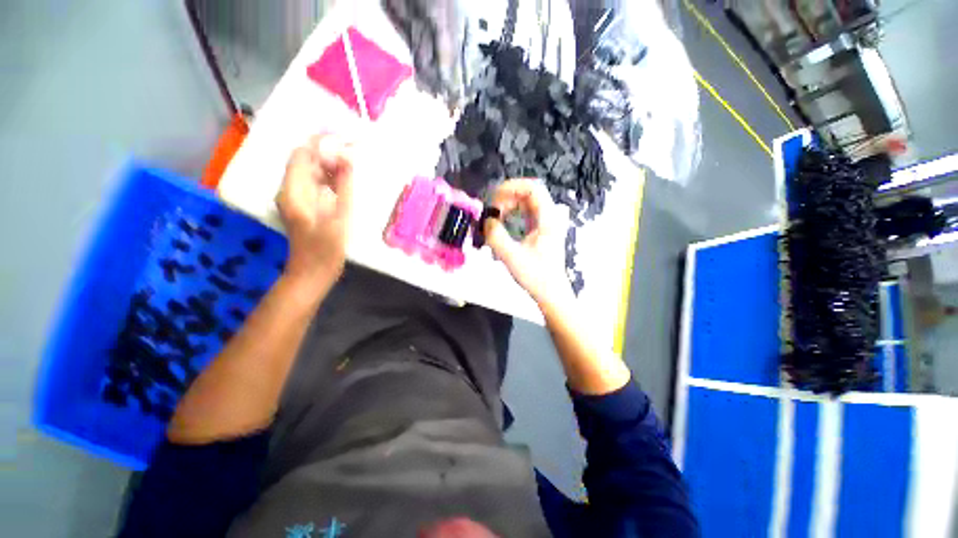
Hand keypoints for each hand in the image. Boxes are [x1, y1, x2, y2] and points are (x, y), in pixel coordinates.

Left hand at [276, 134, 353, 289]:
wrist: (312, 273)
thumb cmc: (326, 249)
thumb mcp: (340, 217)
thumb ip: (343, 186)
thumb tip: (347, 157)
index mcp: (294, 190)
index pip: (303, 153)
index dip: (322, 142)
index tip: (346, 137)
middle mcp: (290, 189)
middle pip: (306, 160)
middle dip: (329, 151)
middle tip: (355, 147)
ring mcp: (296, 197)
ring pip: (311, 170)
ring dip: (330, 163)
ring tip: (353, 159)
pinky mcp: (304, 205)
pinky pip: (315, 183)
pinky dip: (330, 177)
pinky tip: (346, 178)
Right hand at [484, 179, 571, 308]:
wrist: (551, 293)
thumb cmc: (536, 277)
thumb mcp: (512, 257)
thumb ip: (496, 236)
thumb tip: (487, 220)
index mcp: (548, 219)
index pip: (533, 188)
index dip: (512, 186)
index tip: (494, 197)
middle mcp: (550, 217)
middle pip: (529, 193)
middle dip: (507, 197)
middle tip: (492, 210)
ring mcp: (546, 223)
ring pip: (526, 203)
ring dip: (509, 205)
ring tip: (495, 217)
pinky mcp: (541, 231)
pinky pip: (525, 214)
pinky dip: (512, 214)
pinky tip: (503, 223)